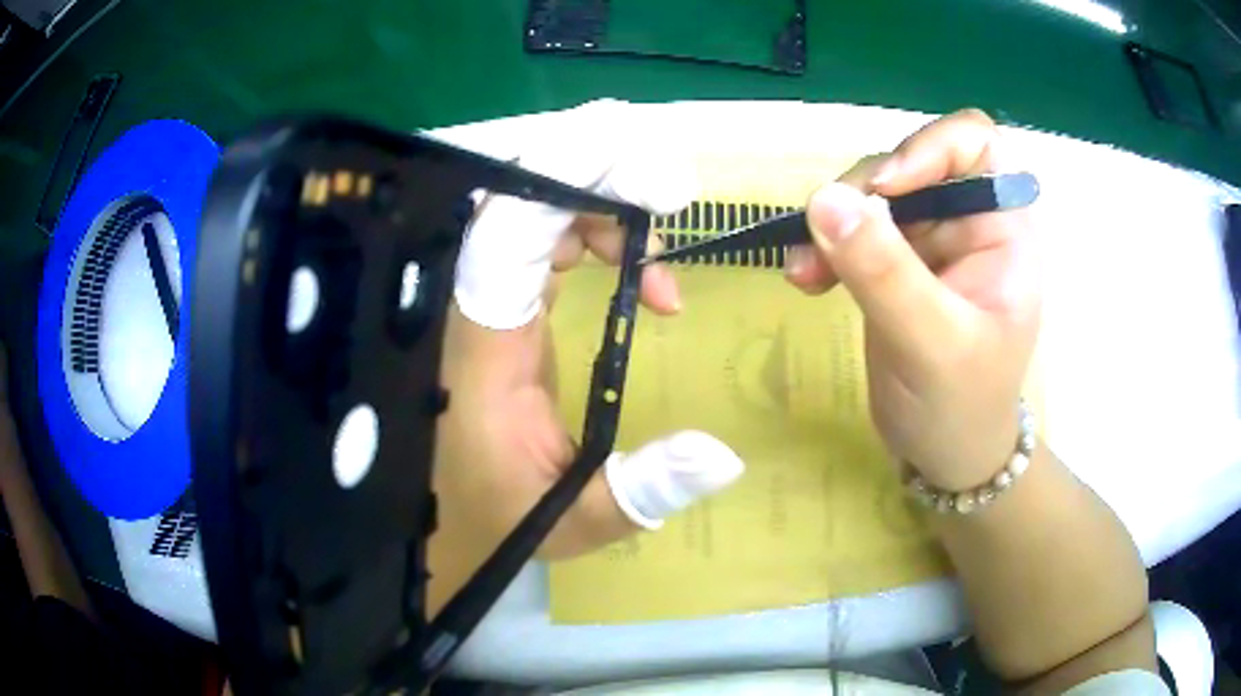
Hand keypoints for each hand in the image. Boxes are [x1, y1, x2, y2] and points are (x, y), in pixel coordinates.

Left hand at [433, 101, 743, 579]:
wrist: (442, 520)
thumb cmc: (495, 521)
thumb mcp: (573, 519)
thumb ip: (644, 490)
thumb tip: (727, 455)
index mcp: (481, 352)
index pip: (506, 236)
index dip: (566, 186)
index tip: (649, 182)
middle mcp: (471, 311)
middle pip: (515, 203)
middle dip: (593, 180)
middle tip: (668, 196)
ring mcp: (482, 303)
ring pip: (527, 212)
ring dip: (600, 209)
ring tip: (660, 258)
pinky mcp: (498, 309)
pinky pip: (537, 241)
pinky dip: (591, 236)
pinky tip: (636, 273)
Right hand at [786, 109, 1040, 489]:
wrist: (945, 455)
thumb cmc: (962, 406)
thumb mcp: (931, 344)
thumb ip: (885, 272)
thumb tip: (824, 199)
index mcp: (1004, 229)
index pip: (976, 143)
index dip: (929, 146)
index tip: (886, 189)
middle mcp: (969, 221)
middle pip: (912, 162)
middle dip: (865, 193)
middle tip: (825, 232)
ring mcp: (931, 240)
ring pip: (874, 194)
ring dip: (833, 220)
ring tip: (804, 270)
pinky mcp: (897, 262)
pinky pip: (854, 228)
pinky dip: (825, 245)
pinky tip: (806, 280)